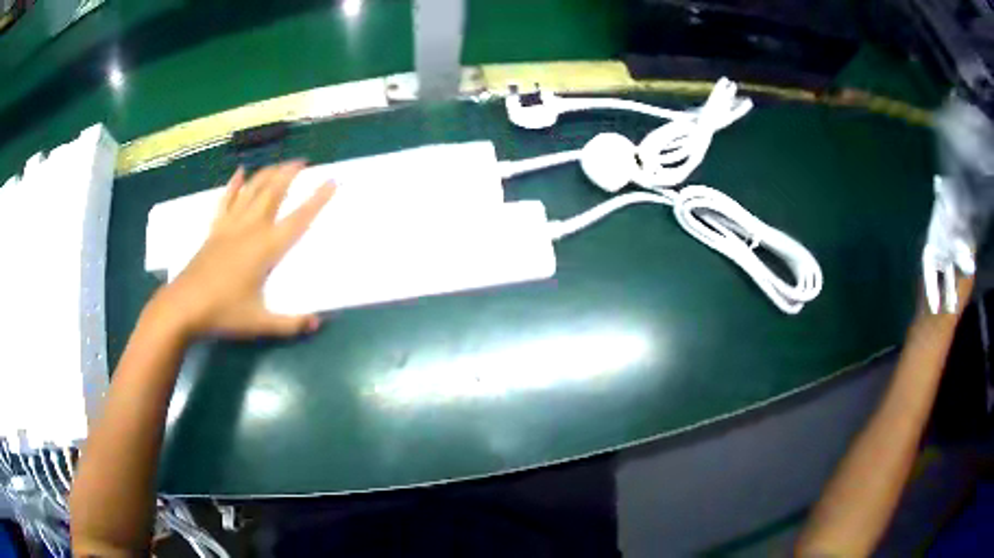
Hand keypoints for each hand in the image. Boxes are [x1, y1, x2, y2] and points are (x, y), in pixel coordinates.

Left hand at [148, 161, 334, 338]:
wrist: (183, 306)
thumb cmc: (223, 312)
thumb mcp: (259, 323)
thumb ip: (290, 324)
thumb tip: (318, 324)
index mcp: (265, 248)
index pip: (298, 219)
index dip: (317, 200)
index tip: (331, 181)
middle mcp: (250, 229)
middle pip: (273, 193)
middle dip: (289, 174)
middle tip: (302, 161)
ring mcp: (229, 226)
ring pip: (251, 191)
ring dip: (267, 174)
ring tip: (279, 163)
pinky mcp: (214, 230)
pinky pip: (226, 200)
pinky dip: (233, 185)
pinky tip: (239, 172)